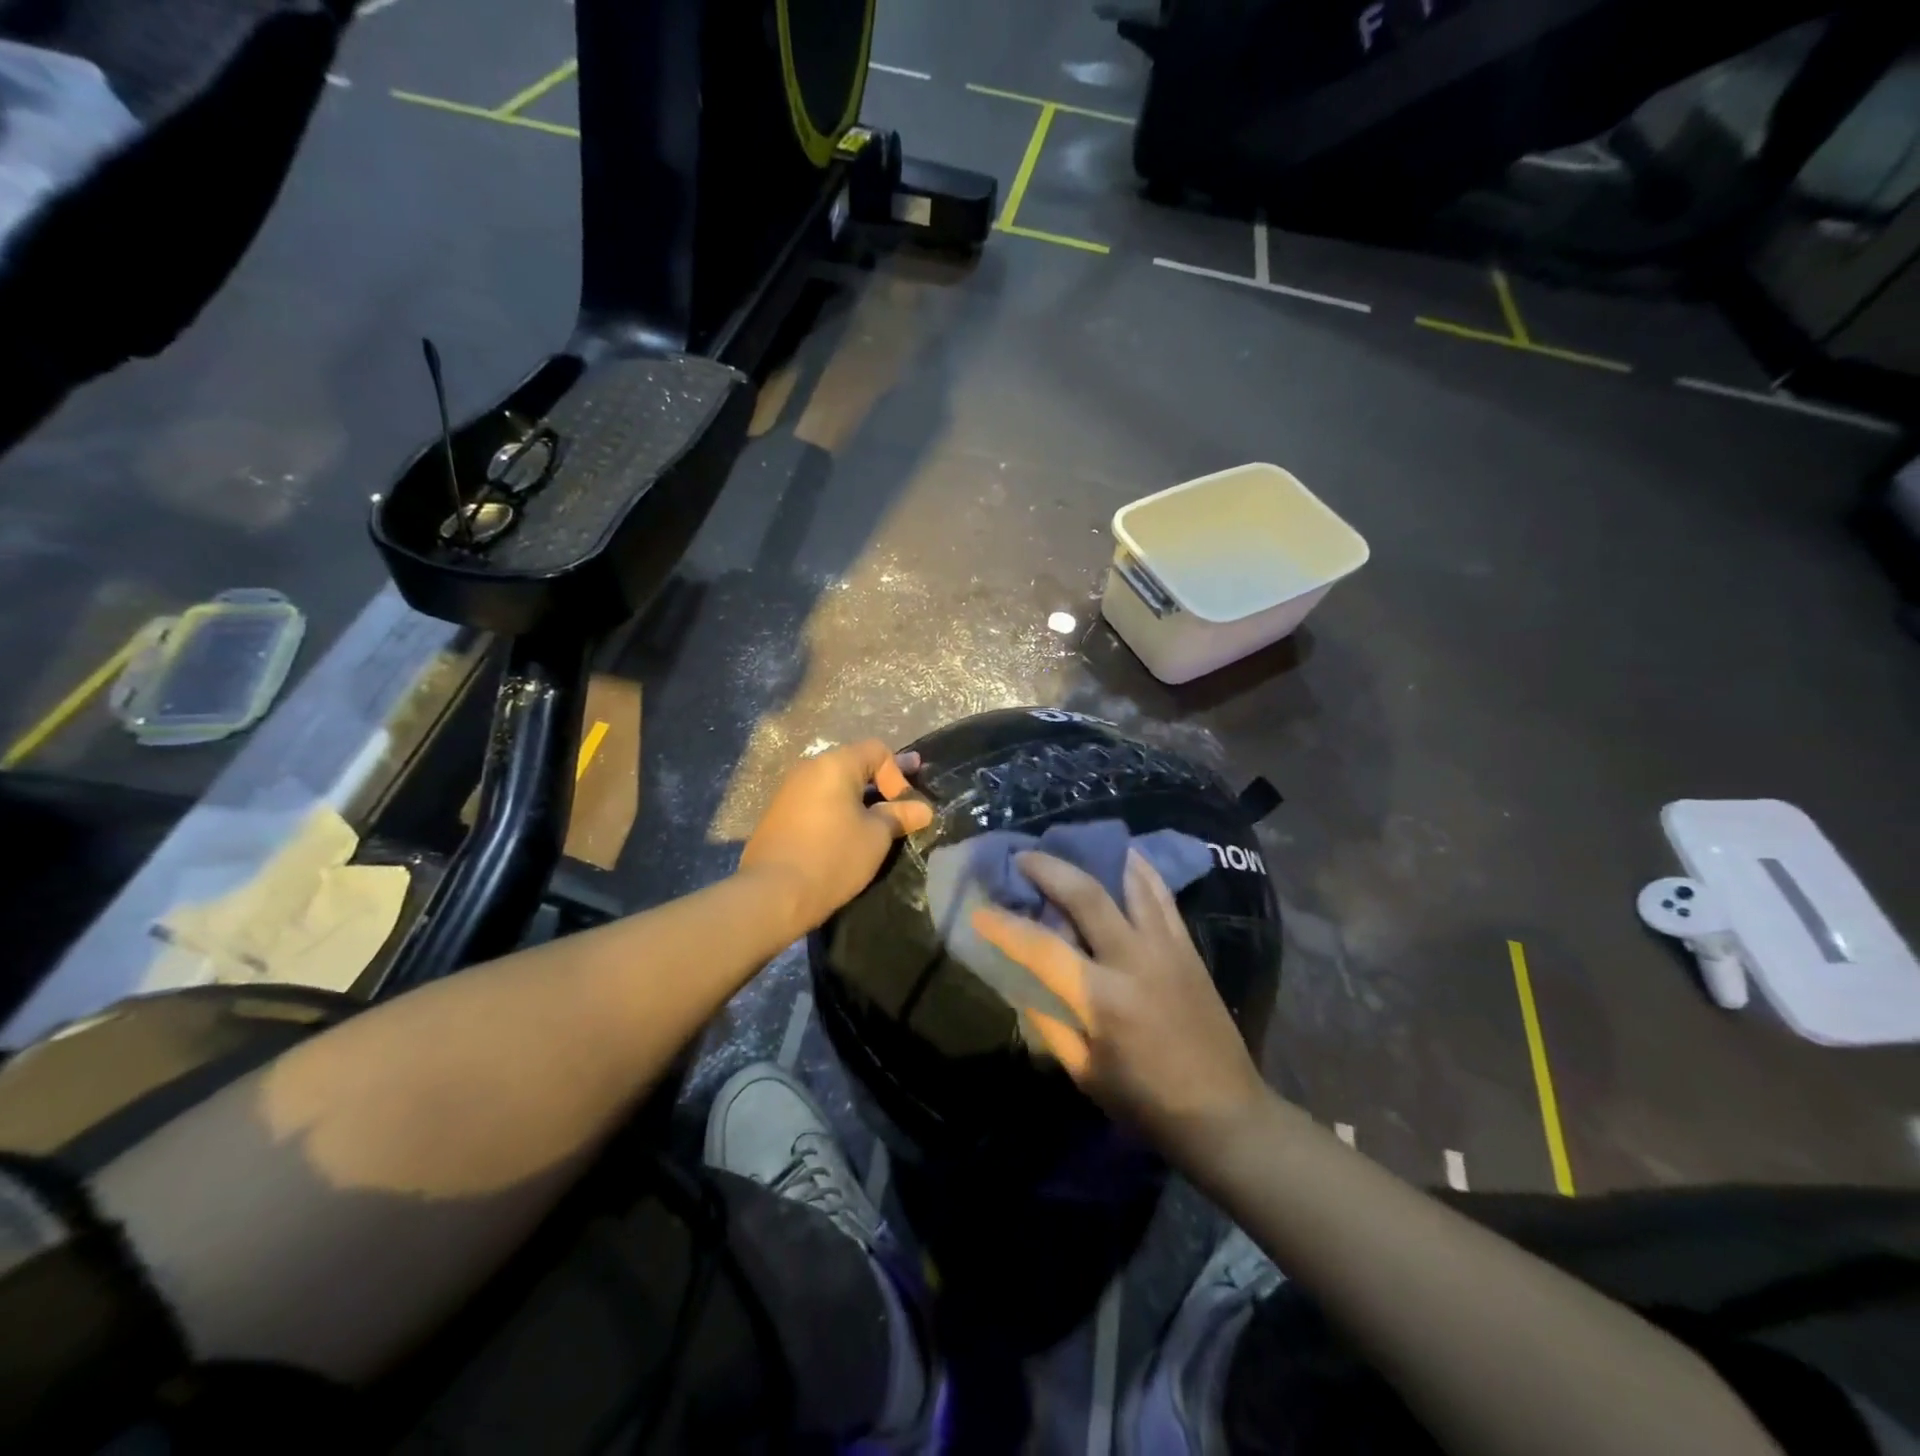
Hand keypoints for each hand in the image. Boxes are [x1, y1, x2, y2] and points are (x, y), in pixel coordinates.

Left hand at [739, 740, 932, 936]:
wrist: (772, 894)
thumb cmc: (832, 857)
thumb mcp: (876, 837)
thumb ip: (900, 816)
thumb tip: (923, 809)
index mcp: (834, 765)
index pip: (877, 750)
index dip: (898, 772)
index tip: (905, 806)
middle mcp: (809, 769)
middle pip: (854, 764)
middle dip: (881, 783)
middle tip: (904, 801)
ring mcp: (789, 791)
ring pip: (834, 785)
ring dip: (859, 798)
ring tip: (877, 820)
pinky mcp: (779, 815)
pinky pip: (817, 802)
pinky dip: (837, 810)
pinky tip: (847, 832)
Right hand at [972, 849, 1268, 1162]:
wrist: (1225, 1113)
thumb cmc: (1146, 1101)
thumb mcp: (1084, 1072)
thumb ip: (1049, 1021)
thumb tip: (1022, 980)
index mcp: (1103, 999)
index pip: (1042, 947)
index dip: (1005, 926)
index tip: (979, 911)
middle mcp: (1134, 960)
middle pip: (1086, 894)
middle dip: (1048, 868)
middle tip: (1022, 857)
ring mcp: (1166, 946)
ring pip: (1128, 881)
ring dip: (1094, 857)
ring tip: (1070, 847)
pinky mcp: (1188, 945)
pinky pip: (1161, 893)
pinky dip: (1138, 869)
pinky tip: (1123, 857)